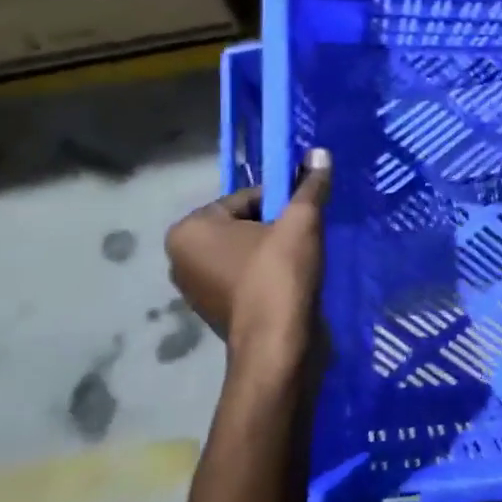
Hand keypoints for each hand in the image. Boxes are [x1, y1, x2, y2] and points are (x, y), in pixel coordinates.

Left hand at [165, 150, 331, 393]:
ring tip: (300, 264)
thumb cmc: (279, 276)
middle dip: (275, 228)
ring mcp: (195, 288)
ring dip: (273, 252)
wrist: (278, 348)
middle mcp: (181, 257)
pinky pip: (244, 278)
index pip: (247, 198)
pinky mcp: (214, 311)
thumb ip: (310, 186)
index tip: (304, 218)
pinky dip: (266, 276)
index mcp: (190, 229)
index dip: (282, 203)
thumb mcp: (301, 222)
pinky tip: (290, 284)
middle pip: (244, 224)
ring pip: (246, 252)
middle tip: (304, 241)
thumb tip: (320, 152)